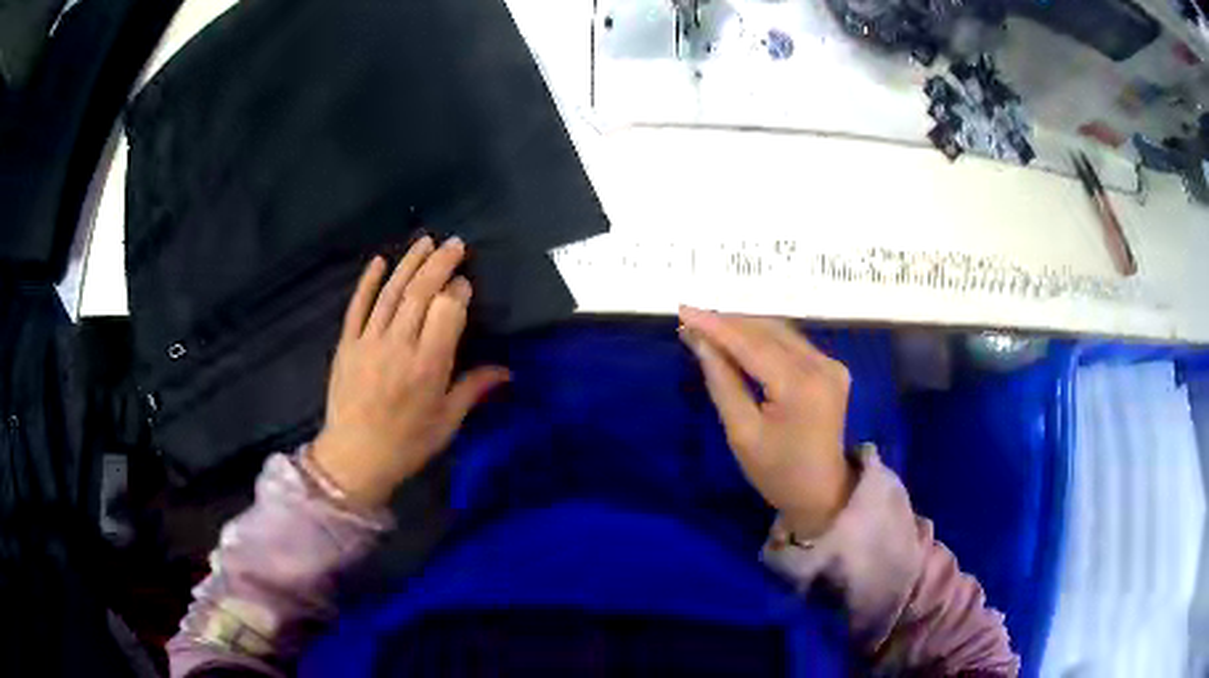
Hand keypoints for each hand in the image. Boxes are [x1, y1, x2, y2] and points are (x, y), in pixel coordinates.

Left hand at [310, 236, 509, 508]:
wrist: (354, 459)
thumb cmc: (407, 444)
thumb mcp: (447, 422)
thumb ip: (474, 389)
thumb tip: (507, 370)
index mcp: (428, 367)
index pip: (446, 312)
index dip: (458, 292)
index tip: (465, 283)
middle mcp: (399, 346)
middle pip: (420, 293)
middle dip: (439, 264)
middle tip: (455, 244)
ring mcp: (369, 342)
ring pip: (391, 293)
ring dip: (409, 264)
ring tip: (426, 241)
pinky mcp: (347, 344)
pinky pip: (357, 307)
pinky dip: (368, 282)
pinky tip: (379, 261)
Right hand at [679, 307, 855, 537]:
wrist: (823, 493)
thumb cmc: (777, 472)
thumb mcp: (742, 433)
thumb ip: (722, 382)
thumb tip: (699, 342)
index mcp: (800, 386)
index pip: (752, 344)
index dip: (716, 326)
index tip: (683, 310)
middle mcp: (822, 366)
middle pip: (768, 331)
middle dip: (728, 323)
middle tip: (691, 320)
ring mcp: (831, 365)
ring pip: (780, 332)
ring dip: (744, 327)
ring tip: (709, 327)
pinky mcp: (832, 368)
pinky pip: (792, 343)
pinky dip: (763, 339)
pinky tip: (740, 340)